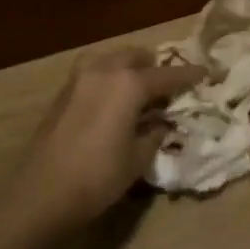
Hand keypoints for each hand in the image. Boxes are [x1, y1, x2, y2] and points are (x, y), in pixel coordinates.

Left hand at [14, 48, 204, 225]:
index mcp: (130, 83)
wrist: (42, 192)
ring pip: (111, 58)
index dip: (190, 75)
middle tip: (168, 85)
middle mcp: (105, 70)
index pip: (168, 75)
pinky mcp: (63, 92)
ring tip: (140, 88)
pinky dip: (109, 77)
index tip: (207, 72)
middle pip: (137, 56)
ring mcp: (80, 78)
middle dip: (154, 66)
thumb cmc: (98, 176)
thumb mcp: (138, 158)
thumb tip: (161, 122)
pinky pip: (94, 72)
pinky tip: (115, 99)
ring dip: (128, 67)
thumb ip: (155, 133)